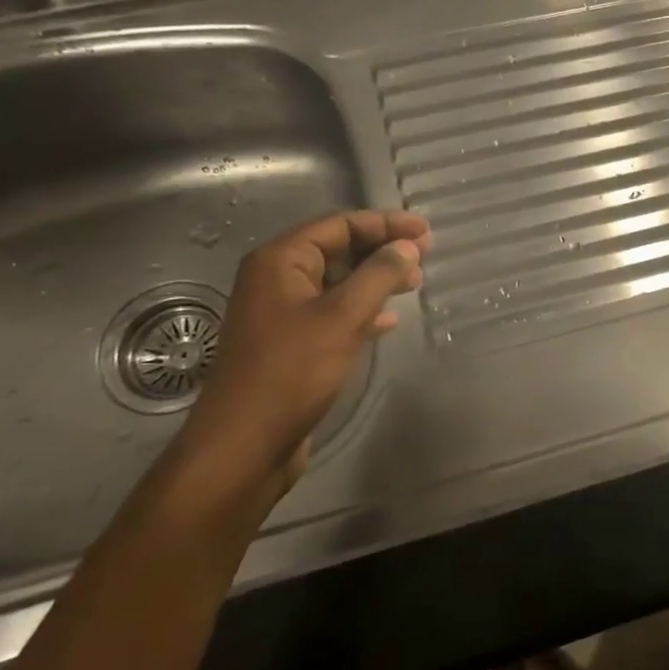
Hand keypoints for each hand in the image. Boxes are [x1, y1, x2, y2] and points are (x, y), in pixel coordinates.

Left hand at [173, 210, 430, 501]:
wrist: (244, 445)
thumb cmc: (291, 372)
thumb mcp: (342, 317)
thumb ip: (378, 276)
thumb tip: (407, 247)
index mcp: (280, 262)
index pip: (338, 225)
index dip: (384, 224)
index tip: (425, 232)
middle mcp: (276, 280)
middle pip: (337, 249)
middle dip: (381, 250)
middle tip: (424, 256)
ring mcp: (281, 313)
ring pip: (337, 282)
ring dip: (375, 279)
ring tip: (414, 283)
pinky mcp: (290, 344)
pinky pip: (332, 312)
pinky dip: (362, 310)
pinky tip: (388, 321)